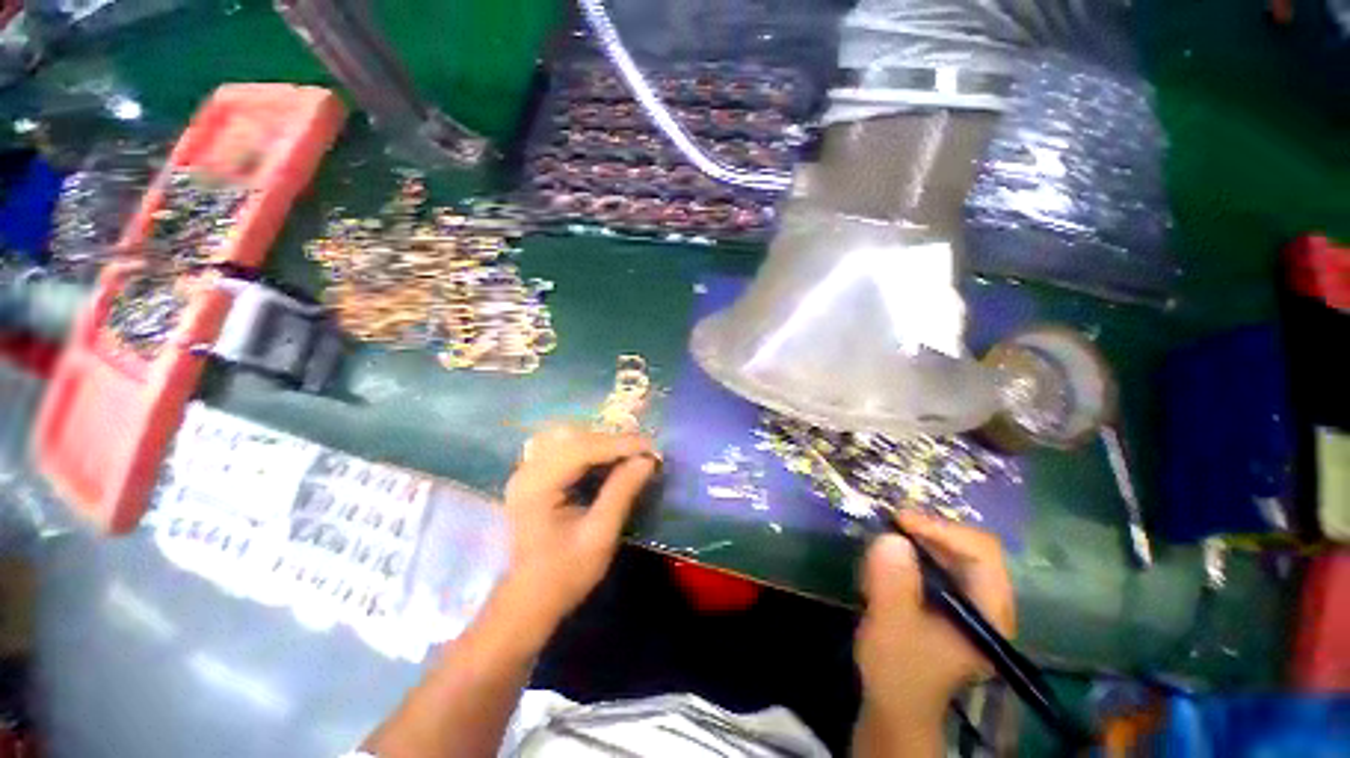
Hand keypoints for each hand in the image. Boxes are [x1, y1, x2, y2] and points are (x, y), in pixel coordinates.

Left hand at [499, 425, 657, 632]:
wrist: (530, 599)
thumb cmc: (565, 573)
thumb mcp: (599, 535)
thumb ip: (621, 492)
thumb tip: (647, 460)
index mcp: (537, 486)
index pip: (581, 449)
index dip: (619, 444)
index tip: (651, 447)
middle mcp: (527, 470)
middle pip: (574, 438)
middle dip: (612, 440)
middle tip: (644, 450)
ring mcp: (527, 470)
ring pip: (569, 438)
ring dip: (602, 441)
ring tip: (630, 452)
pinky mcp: (534, 475)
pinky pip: (565, 447)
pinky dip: (590, 447)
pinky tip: (608, 457)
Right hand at [855, 511, 1014, 724]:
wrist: (895, 704)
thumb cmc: (898, 671)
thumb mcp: (891, 626)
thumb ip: (892, 583)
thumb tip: (891, 538)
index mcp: (990, 612)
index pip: (982, 552)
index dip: (942, 529)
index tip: (899, 522)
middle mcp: (988, 602)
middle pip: (967, 546)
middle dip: (926, 531)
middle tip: (889, 524)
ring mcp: (970, 602)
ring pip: (950, 552)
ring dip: (916, 541)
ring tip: (885, 542)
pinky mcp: (949, 602)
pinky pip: (935, 562)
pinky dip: (911, 553)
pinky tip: (888, 562)